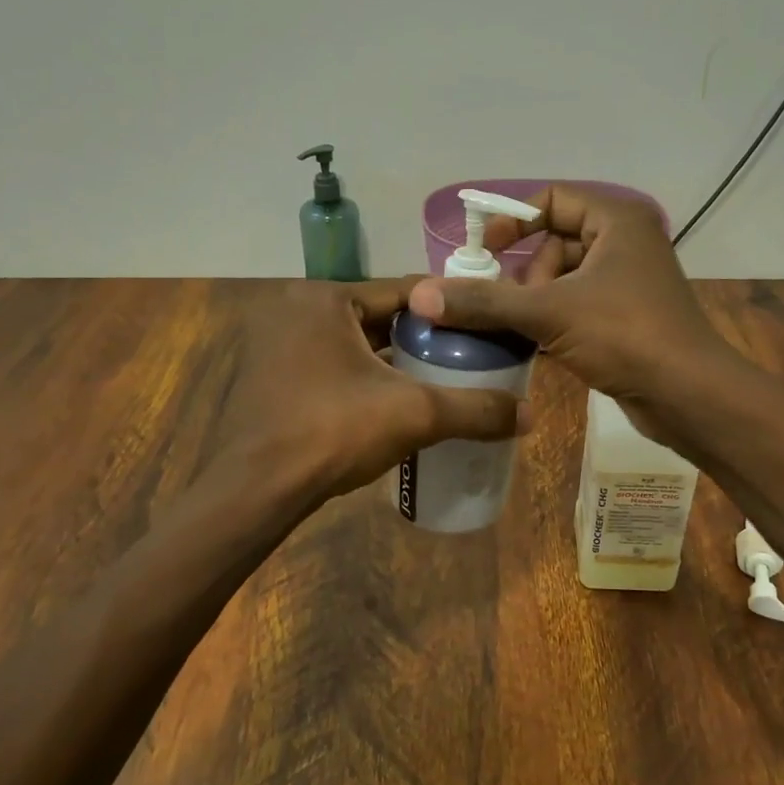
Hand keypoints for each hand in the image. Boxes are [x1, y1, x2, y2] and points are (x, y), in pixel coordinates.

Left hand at [213, 280, 529, 504]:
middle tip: (467, 355)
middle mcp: (294, 310)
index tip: (484, 324)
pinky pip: (330, 366)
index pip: (404, 292)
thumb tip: (531, 415)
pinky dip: (362, 378)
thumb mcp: (413, 414)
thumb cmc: (331, 431)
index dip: (448, 309)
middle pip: (377, 317)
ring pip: (353, 344)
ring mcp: (275, 345)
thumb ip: (474, 409)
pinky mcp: (269, 379)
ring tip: (440, 378)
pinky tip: (394, 401)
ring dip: (392, 360)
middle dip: (421, 338)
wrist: (253, 492)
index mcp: (323, 298)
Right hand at [405, 185, 748, 448]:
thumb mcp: (549, 313)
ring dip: (535, 302)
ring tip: (526, 332)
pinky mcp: (626, 316)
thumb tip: (423, 295)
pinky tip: (537, 346)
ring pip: (563, 278)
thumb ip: (485, 302)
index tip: (484, 253)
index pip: (552, 198)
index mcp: (617, 219)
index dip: (513, 220)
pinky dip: (553, 320)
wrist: (689, 395)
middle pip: (554, 241)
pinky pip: (576, 305)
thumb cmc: (625, 335)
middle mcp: (625, 241)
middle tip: (514, 307)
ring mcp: (628, 281)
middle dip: (526, 275)